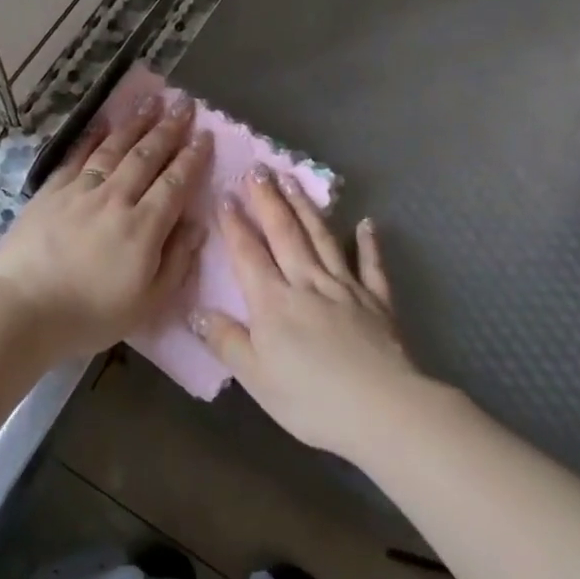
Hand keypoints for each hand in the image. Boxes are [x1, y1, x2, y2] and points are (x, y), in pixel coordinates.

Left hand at [0, 95, 211, 357]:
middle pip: (146, 156)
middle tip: (184, 103)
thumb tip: (197, 224)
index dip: (192, 157)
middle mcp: (115, 199)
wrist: (23, 310)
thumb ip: (177, 261)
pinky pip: (78, 156)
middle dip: (169, 127)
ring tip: (152, 99)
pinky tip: (104, 124)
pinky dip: (94, 137)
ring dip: (135, 122)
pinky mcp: (51, 192)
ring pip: (114, 148)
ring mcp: (80, 191)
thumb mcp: (148, 303)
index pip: (175, 183)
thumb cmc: (90, 315)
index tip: (205, 134)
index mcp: (143, 227)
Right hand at [193, 170, 422, 459]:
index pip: (249, 254)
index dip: (235, 224)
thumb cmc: (312, 400)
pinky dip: (368, 243)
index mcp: (274, 302)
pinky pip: (371, 266)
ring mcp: (346, 288)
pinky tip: (366, 223)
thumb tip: (196, 311)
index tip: (225, 194)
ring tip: (293, 179)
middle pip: (285, 234)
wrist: (383, 410)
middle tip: (259, 168)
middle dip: (269, 200)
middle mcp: (307, 283)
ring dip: (306, 208)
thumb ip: (227, 341)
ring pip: (321, 239)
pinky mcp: (377, 301)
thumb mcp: (256, 378)